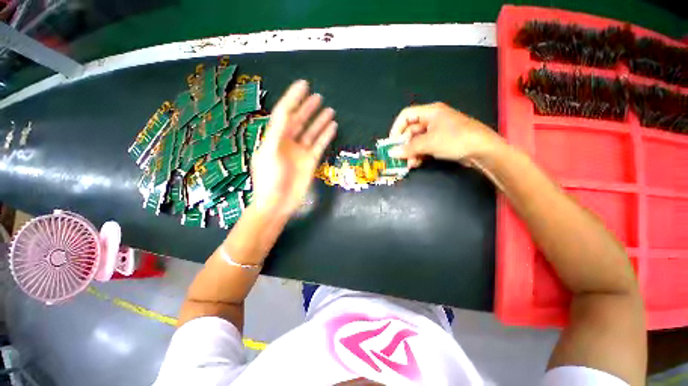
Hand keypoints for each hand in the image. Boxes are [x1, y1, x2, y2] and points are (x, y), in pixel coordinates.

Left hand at [251, 80, 336, 215]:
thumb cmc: (269, 179)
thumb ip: (277, 131)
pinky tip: (332, 127)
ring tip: (329, 110)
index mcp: (274, 138)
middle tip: (318, 96)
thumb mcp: (269, 152)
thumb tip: (286, 111)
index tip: (303, 84)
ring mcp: (300, 152)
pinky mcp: (310, 161)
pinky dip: (326, 136)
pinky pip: (319, 145)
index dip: (293, 98)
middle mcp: (288, 142)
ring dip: (319, 121)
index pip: (285, 113)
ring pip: (311, 132)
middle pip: (299, 121)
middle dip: (307, 108)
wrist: (277, 203)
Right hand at [388, 102, 502, 167]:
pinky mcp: (441, 142)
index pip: (406, 116)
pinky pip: (424, 147)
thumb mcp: (429, 143)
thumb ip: (408, 148)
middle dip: (404, 145)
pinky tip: (417, 164)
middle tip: (399, 157)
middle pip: (410, 130)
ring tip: (409, 164)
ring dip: (411, 153)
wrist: (483, 150)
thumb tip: (391, 153)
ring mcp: (437, 132)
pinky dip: (419, 155)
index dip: (396, 128)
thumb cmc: (455, 140)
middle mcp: (432, 120)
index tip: (391, 143)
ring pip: (417, 141)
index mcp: (430, 112)